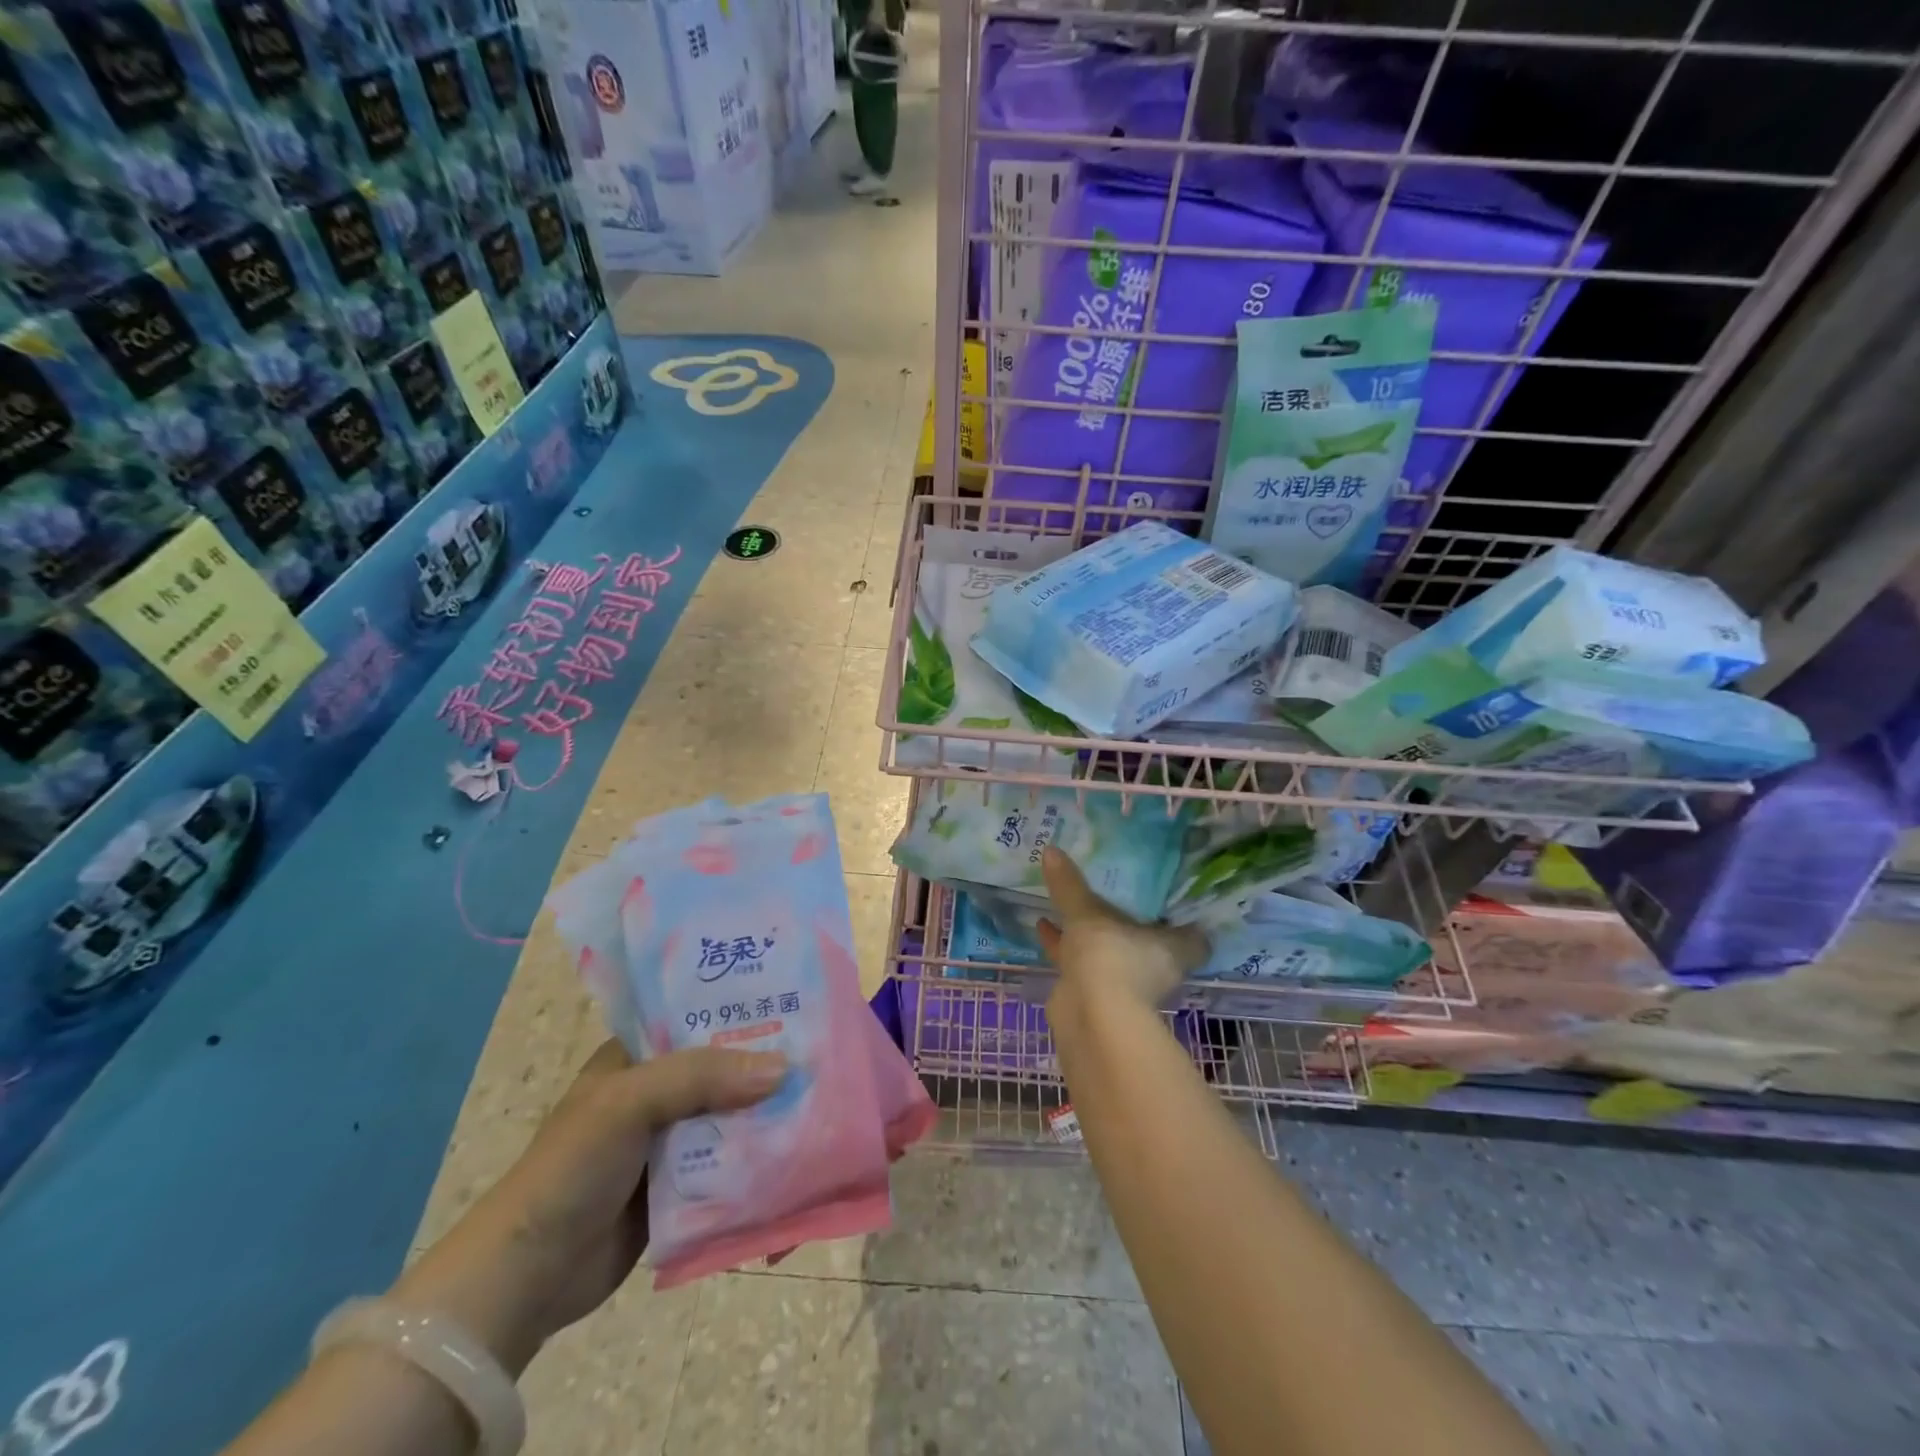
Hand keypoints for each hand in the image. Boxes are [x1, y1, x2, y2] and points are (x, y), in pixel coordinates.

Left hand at [392, 1040, 785, 1373]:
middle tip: (824, 1058)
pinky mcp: (681, 1187)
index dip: (745, 1008)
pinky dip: (758, 1165)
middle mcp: (658, 1091)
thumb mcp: (629, 1102)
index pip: (700, 1017)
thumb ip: (701, 1077)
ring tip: (824, 1107)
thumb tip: (783, 1069)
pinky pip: (730, 1166)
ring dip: (768, 1118)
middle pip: (725, 1069)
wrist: (526, 1278)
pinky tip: (796, 1165)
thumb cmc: (571, 1169)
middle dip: (768, 1067)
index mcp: (638, 1056)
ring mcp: (670, 1141)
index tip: (799, 1003)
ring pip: (732, 1117)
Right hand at [1037, 846, 1208, 1012]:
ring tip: (1070, 901)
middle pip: (1146, 939)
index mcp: (1173, 948)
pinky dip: (1065, 945)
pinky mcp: (1096, 994)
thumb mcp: (1088, 913)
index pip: (1192, 933)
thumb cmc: (1110, 957)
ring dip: (1092, 932)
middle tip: (1112, 887)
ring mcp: (1125, 984)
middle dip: (1128, 919)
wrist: (1090, 1018)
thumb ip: (1071, 885)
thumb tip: (1051, 849)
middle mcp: (1155, 967)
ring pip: (1110, 950)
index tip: (1167, 894)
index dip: (1184, 917)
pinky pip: (1082, 961)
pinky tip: (1042, 924)